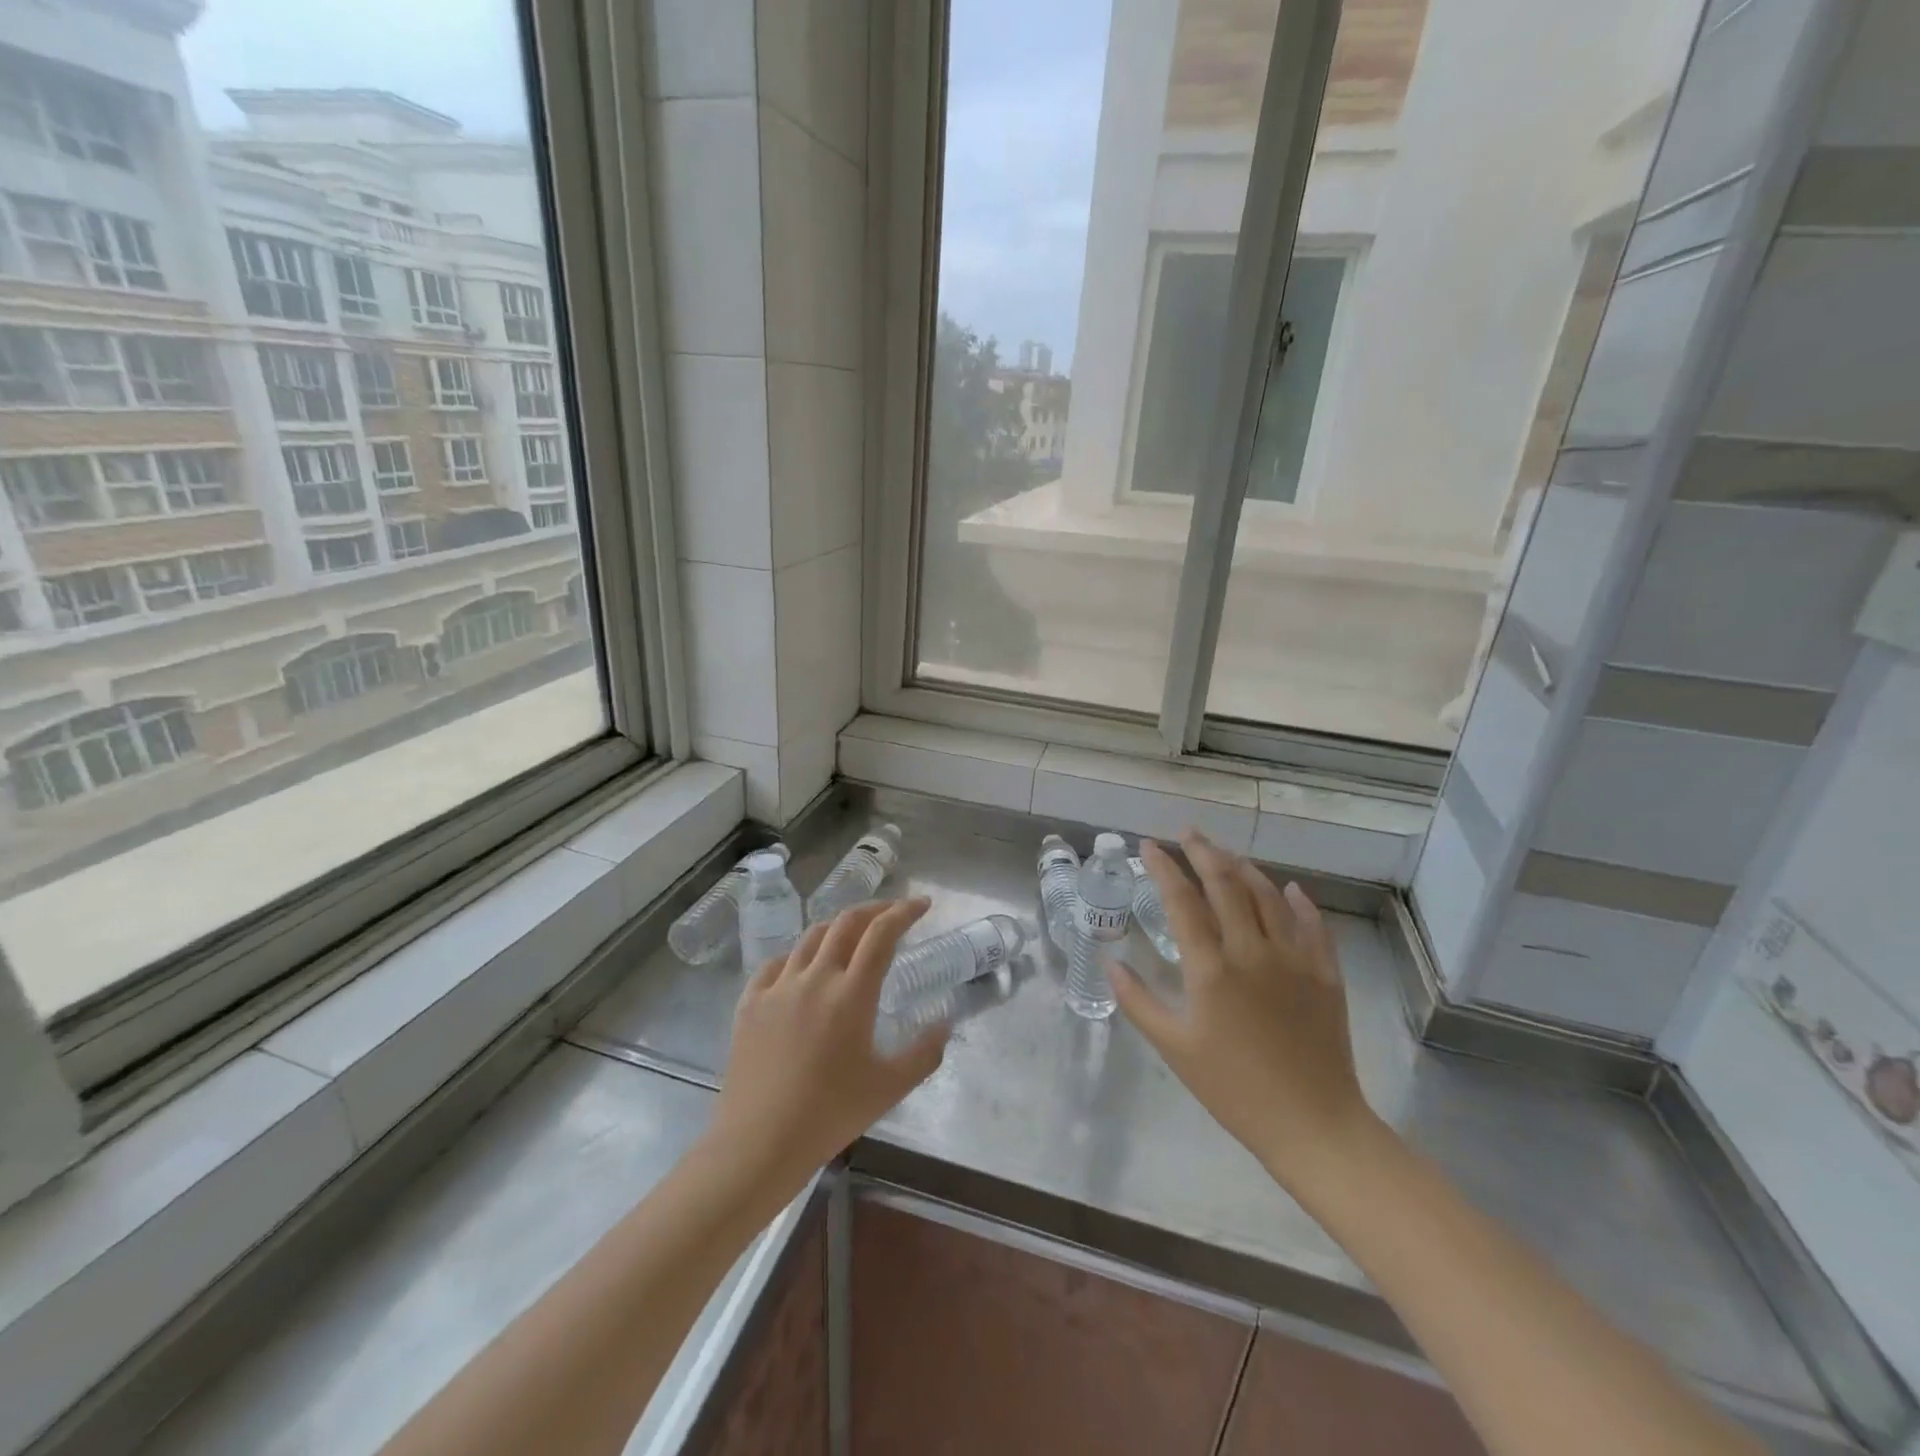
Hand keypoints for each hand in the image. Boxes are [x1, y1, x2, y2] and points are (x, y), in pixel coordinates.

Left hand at [704, 898, 947, 1199]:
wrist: (759, 1143)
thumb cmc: (830, 1115)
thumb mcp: (890, 1087)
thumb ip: (924, 1052)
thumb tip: (945, 1023)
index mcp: (852, 994)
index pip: (882, 934)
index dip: (904, 912)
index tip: (922, 905)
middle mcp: (815, 978)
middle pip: (846, 923)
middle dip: (874, 909)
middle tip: (892, 913)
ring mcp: (778, 987)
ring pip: (811, 937)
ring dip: (838, 928)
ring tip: (852, 936)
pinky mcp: (750, 1002)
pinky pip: (776, 963)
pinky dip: (798, 955)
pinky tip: (803, 968)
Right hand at [1110, 832, 1384, 1194]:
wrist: (1312, 1124)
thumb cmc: (1233, 1089)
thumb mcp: (1174, 1048)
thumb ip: (1138, 1001)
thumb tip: (1110, 962)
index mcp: (1211, 968)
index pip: (1182, 901)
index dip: (1163, 868)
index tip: (1148, 846)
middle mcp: (1253, 951)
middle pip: (1227, 884)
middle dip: (1203, 852)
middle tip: (1187, 833)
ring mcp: (1294, 959)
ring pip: (1268, 895)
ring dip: (1244, 868)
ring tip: (1226, 854)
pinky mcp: (1325, 973)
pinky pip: (1312, 924)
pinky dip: (1298, 901)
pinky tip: (1288, 889)